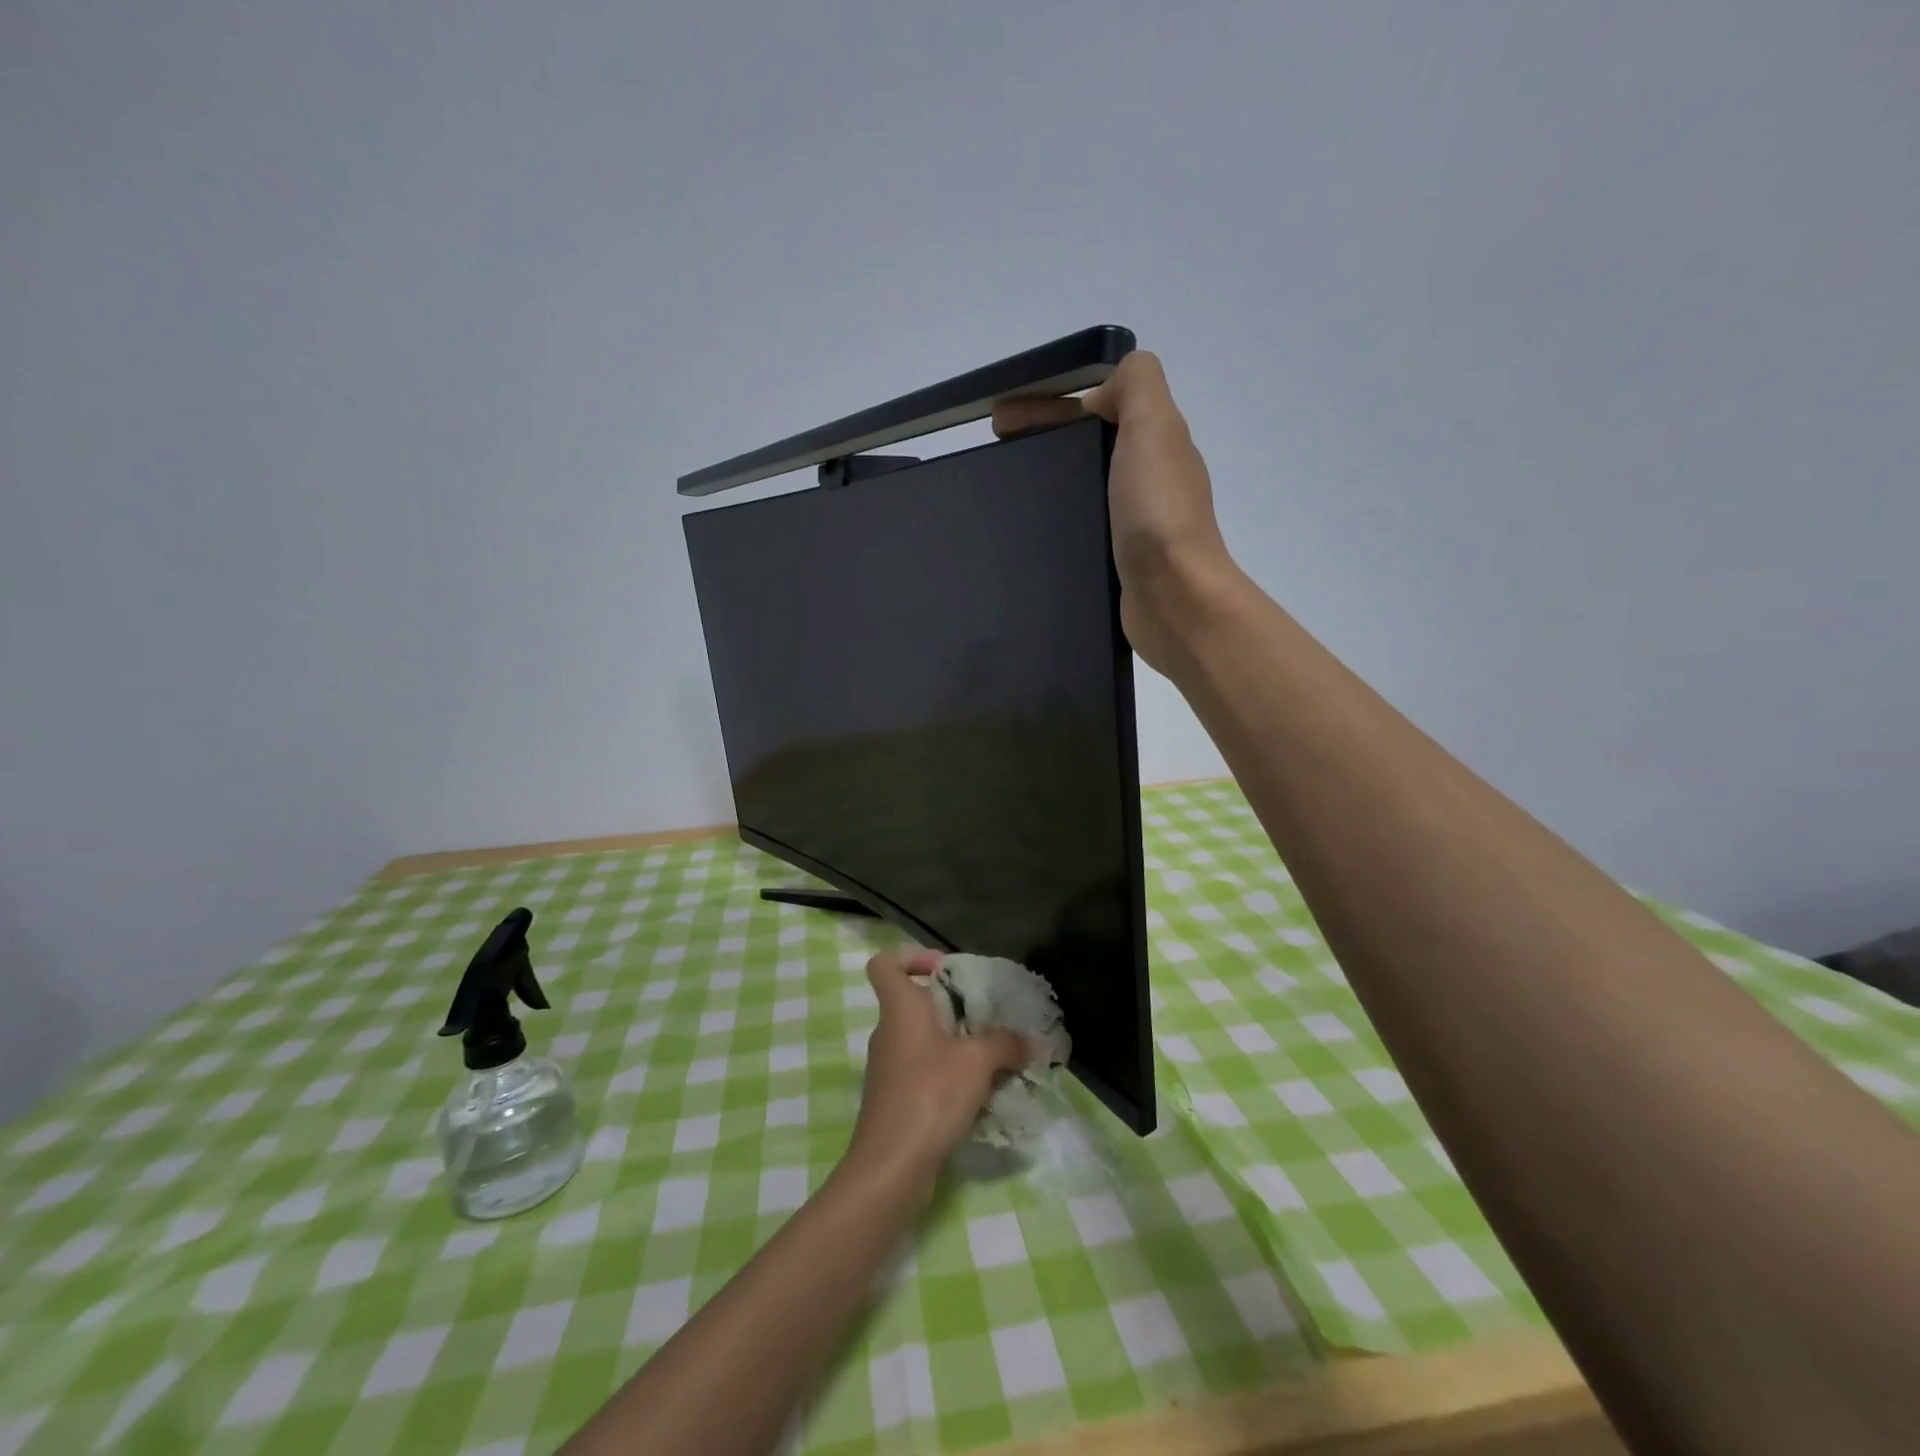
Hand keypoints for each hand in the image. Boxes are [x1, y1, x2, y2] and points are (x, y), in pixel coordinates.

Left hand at [845, 948, 1029, 1196]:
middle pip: (916, 1003)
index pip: (885, 964)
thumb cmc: (929, 1095)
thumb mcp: (977, 1062)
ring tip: (994, 1059)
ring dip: (957, 1046)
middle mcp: (889, 1033)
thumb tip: (1028, 1040)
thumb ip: (1005, 1044)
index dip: (911, 958)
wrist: (890, 1167)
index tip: (945, 970)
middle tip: (988, 1019)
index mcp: (900, 1009)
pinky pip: (925, 1072)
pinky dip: (950, 1076)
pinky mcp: (895, 1100)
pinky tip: (980, 1095)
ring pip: (924, 1041)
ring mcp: (889, 1068)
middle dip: (953, 1008)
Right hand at [993, 351, 1233, 670]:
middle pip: (1085, 444)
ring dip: (1046, 478)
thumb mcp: (1154, 426)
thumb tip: (1106, 389)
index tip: (999, 419)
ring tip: (1003, 490)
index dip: (1047, 404)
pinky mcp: (1119, 558)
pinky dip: (1055, 518)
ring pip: (1082, 484)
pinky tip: (1028, 530)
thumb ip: (1137, 385)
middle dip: (1039, 438)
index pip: (1093, 406)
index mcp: (1153, 440)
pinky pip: (1082, 524)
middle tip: (993, 452)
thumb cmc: (1157, 511)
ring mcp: (1133, 520)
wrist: (1174, 597)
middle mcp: (1146, 476)